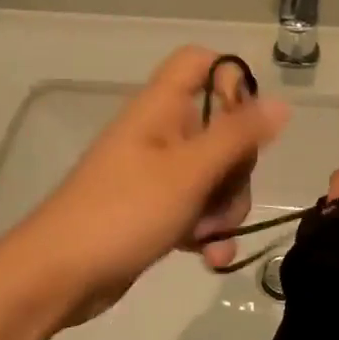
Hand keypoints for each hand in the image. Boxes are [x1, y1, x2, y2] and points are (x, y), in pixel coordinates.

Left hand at [16, 48, 289, 324]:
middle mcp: (161, 132)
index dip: (231, 82)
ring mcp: (157, 173)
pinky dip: (207, 231)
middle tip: (224, 197)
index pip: (200, 63)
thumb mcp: (189, 172)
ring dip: (224, 209)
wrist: (58, 276)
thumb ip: (237, 136)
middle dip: (236, 170)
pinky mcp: (155, 209)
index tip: (246, 124)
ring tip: (209, 238)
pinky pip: (198, 209)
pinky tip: (210, 258)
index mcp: (161, 108)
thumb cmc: (123, 212)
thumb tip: (281, 102)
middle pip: (222, 128)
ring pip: (215, 175)